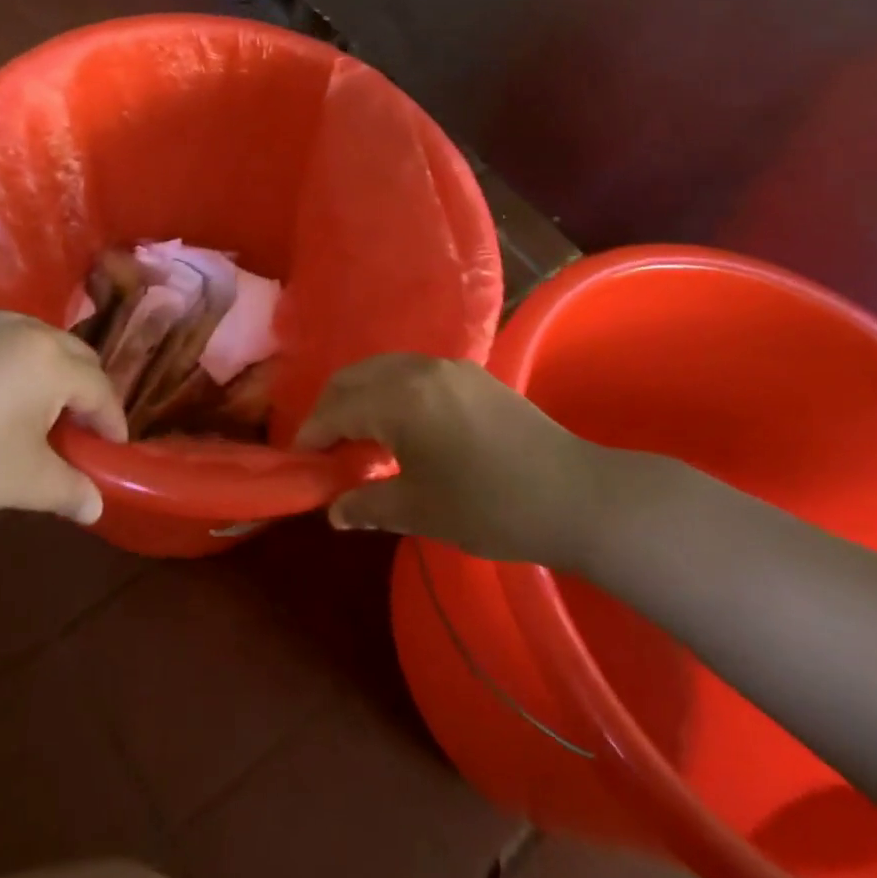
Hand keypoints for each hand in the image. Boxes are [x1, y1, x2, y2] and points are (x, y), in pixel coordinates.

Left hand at [0, 309, 127, 533]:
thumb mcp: (20, 483)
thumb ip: (69, 490)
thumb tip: (96, 508)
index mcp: (48, 361)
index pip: (99, 388)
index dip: (111, 421)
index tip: (111, 448)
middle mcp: (22, 326)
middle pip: (73, 354)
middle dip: (84, 390)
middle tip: (76, 428)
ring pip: (34, 339)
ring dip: (46, 370)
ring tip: (30, 408)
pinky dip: (5, 358)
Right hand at [295, 354, 611, 568]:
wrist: (576, 496)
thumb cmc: (491, 507)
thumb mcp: (421, 511)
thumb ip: (368, 505)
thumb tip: (333, 511)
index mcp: (400, 399)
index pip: (338, 408)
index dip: (313, 433)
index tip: (300, 458)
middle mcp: (418, 369)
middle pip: (354, 377)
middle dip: (330, 406)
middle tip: (322, 444)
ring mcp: (449, 366)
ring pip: (383, 369)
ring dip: (360, 395)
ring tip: (358, 434)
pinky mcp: (472, 373)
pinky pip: (412, 372)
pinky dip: (390, 390)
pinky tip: (399, 424)